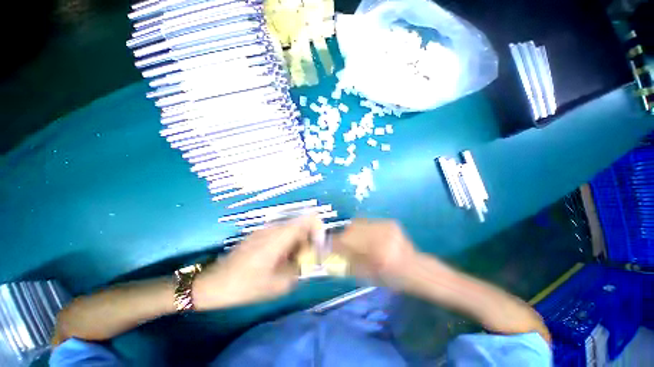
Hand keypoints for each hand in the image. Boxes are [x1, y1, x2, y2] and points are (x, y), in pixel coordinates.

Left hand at [193, 216, 321, 309]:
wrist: (212, 286)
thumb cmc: (245, 286)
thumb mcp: (277, 285)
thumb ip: (298, 271)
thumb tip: (309, 262)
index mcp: (279, 237)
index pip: (306, 220)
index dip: (317, 228)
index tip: (319, 244)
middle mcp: (273, 229)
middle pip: (299, 225)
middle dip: (307, 239)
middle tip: (305, 259)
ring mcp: (264, 231)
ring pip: (289, 230)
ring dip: (296, 242)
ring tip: (291, 262)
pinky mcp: (257, 235)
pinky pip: (279, 233)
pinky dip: (286, 243)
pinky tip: (278, 260)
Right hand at [332, 219, 417, 286]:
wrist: (415, 267)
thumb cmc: (391, 278)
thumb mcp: (368, 276)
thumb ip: (347, 264)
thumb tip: (329, 254)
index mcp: (379, 255)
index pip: (349, 244)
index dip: (334, 244)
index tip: (325, 246)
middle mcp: (383, 237)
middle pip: (351, 230)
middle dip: (342, 237)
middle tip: (340, 245)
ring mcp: (387, 227)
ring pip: (358, 223)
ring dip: (351, 232)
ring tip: (354, 241)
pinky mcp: (389, 222)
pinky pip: (367, 222)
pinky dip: (361, 229)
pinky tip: (365, 237)